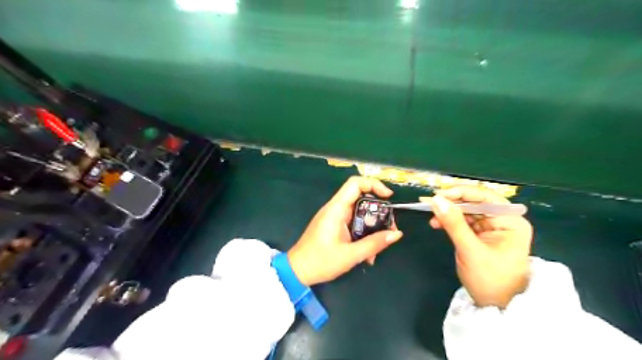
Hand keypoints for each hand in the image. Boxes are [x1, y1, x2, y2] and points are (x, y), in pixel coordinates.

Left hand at [289, 176, 401, 284]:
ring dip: (372, 227)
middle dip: (378, 212)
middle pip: (361, 199)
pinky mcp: (334, 226)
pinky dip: (363, 234)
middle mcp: (335, 209)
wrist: (297, 272)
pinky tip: (367, 254)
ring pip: (359, 213)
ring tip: (379, 246)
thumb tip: (397, 234)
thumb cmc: (321, 261)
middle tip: (390, 228)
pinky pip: (354, 223)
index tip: (388, 198)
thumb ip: (374, 243)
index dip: (374, 184)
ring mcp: (334, 217)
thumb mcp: (351, 255)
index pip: (355, 183)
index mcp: (336, 209)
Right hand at [425, 187, 534, 308]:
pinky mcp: (481, 234)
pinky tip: (437, 223)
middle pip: (475, 202)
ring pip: (467, 211)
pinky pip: (464, 221)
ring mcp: (492, 227)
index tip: (438, 194)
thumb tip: (436, 199)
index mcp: (510, 221)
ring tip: (430, 214)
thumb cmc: (489, 280)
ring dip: (448, 211)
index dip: (461, 192)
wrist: (496, 306)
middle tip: (429, 202)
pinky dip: (450, 221)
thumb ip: (453, 223)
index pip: (485, 197)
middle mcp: (503, 220)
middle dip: (451, 202)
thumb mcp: (469, 250)